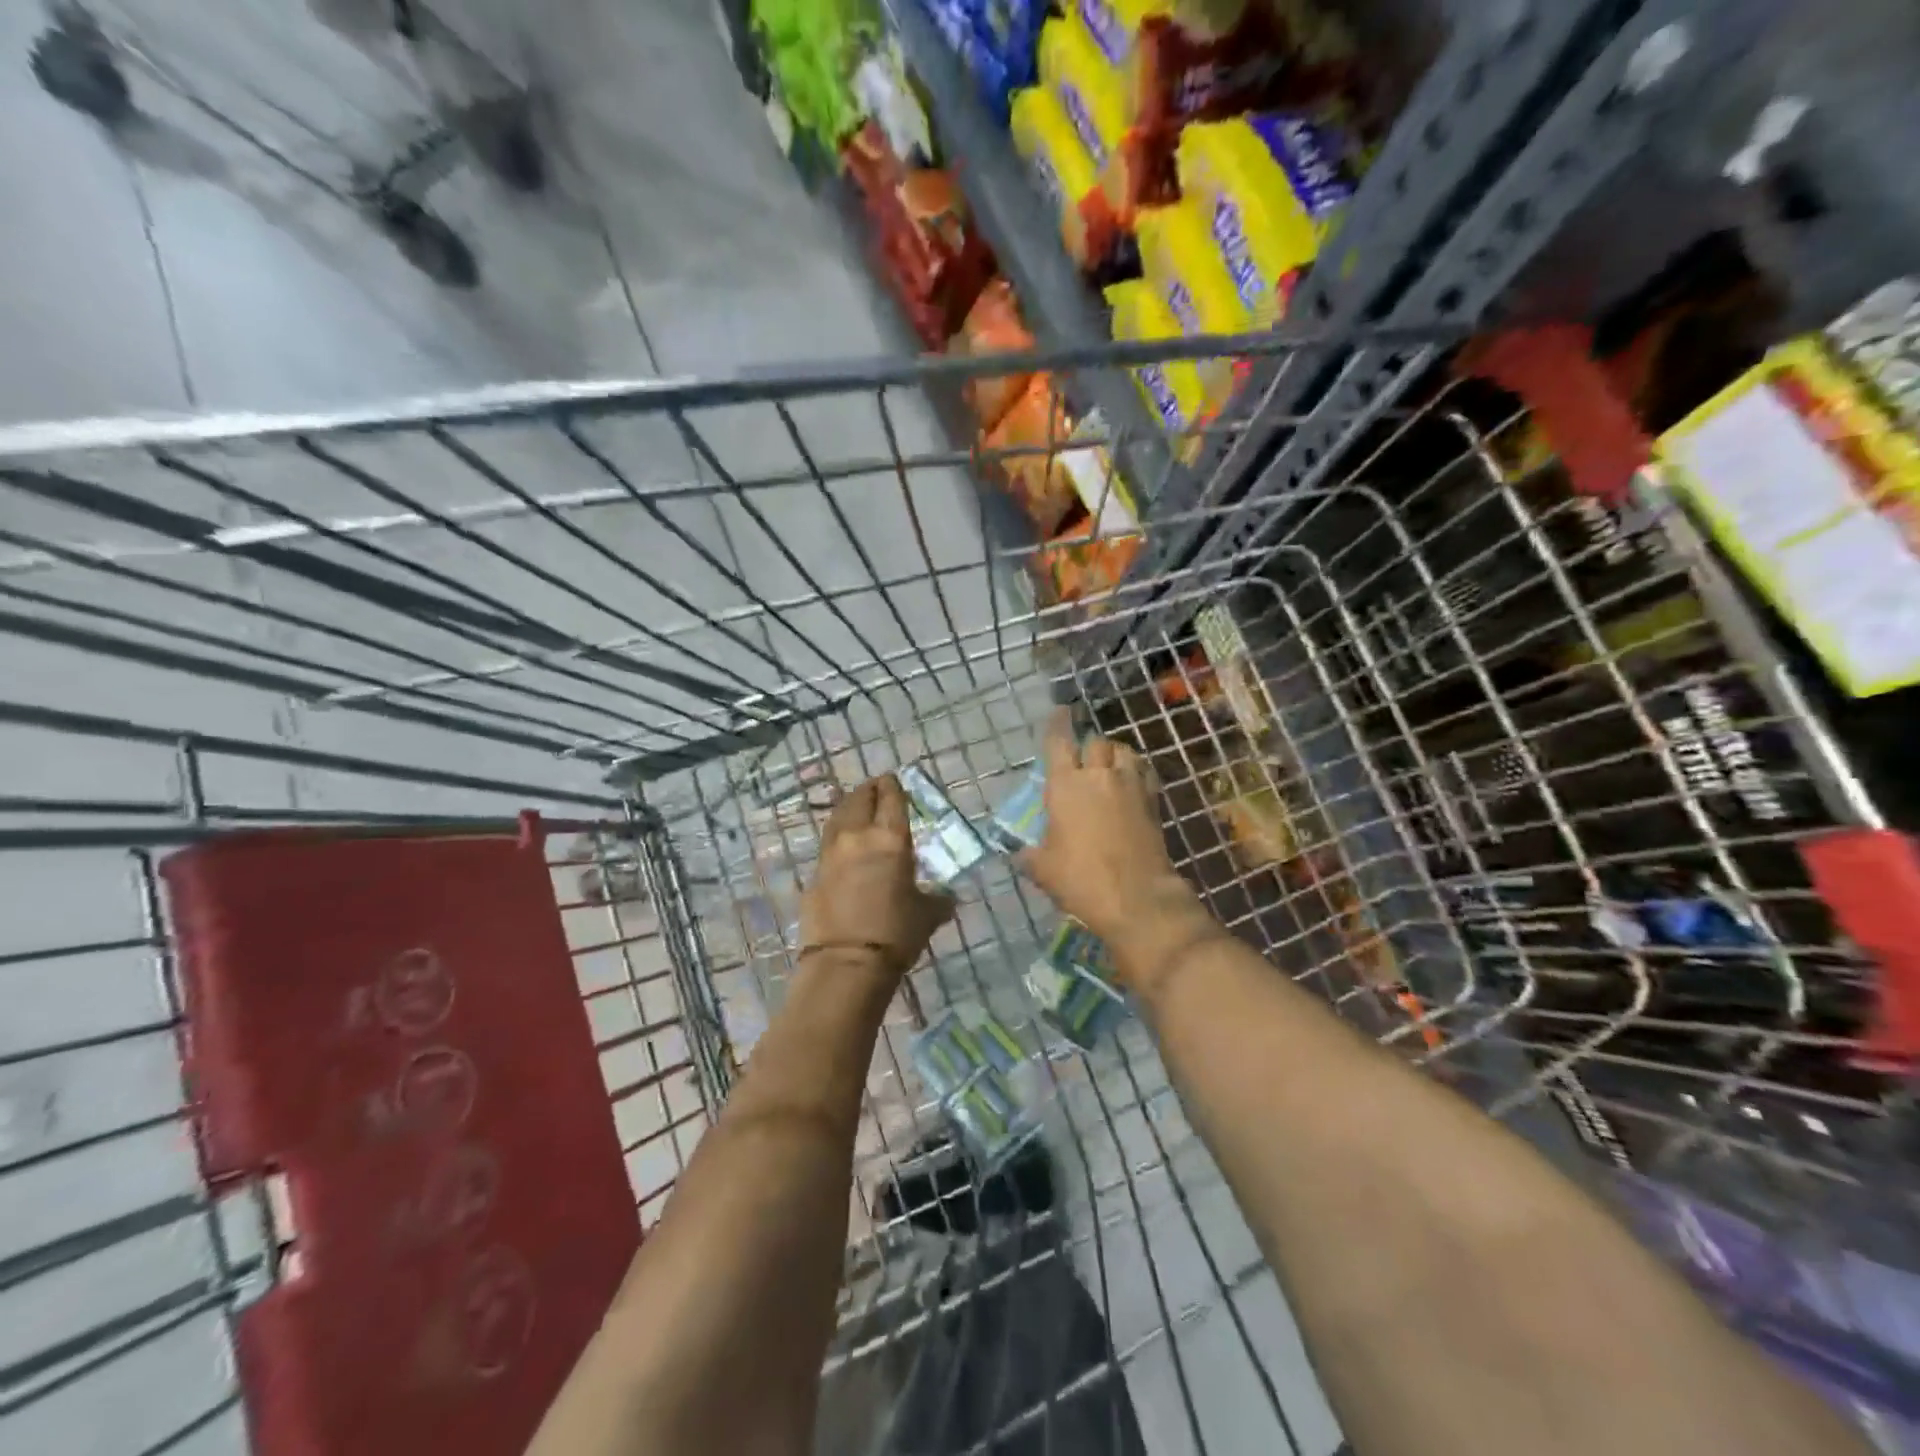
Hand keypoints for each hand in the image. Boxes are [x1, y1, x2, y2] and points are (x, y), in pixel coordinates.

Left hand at [799, 774, 952, 983]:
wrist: (846, 964)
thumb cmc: (896, 934)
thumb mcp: (928, 914)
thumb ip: (938, 898)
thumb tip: (947, 896)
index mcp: (890, 839)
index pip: (891, 798)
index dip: (893, 786)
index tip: (894, 780)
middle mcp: (857, 836)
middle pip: (859, 799)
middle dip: (869, 790)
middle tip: (877, 789)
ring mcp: (831, 854)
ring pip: (838, 817)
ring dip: (849, 808)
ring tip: (857, 808)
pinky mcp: (814, 874)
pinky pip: (828, 844)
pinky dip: (838, 837)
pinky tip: (844, 846)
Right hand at [1021, 711, 1206, 972]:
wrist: (1136, 898)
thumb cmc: (1081, 880)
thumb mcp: (1043, 869)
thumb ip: (1029, 855)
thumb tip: (1020, 853)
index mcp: (1066, 785)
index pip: (1059, 742)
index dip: (1058, 724)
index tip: (1060, 711)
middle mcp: (1099, 776)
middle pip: (1095, 742)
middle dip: (1087, 746)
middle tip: (1082, 759)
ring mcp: (1130, 786)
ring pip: (1124, 752)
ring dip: (1114, 754)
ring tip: (1108, 766)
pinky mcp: (1153, 802)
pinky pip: (1144, 773)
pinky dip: (1136, 772)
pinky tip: (1130, 785)